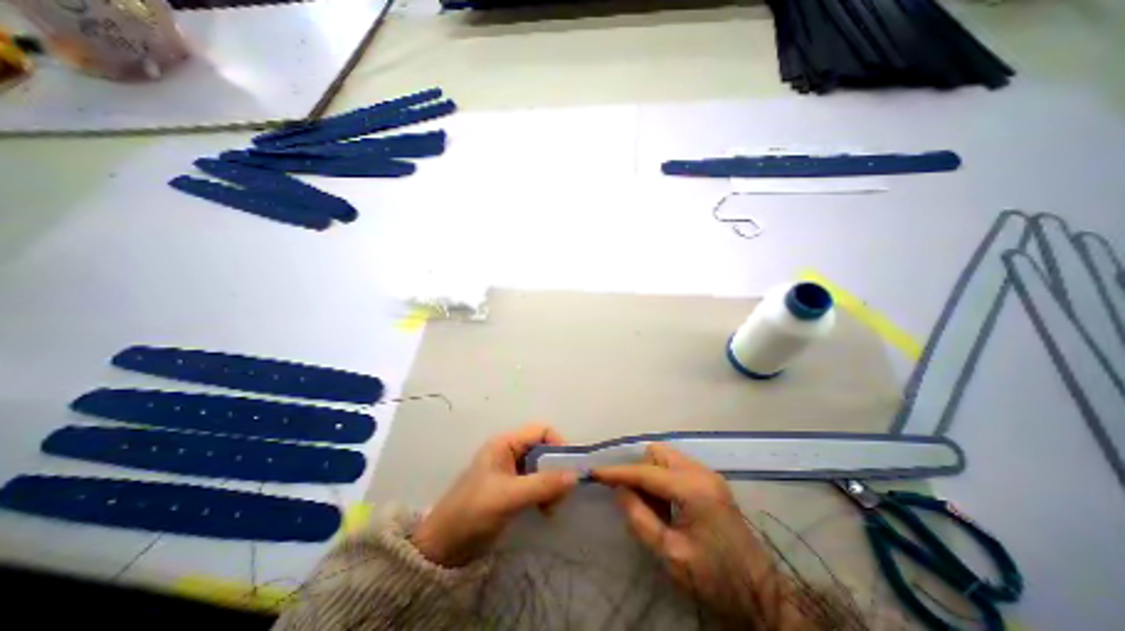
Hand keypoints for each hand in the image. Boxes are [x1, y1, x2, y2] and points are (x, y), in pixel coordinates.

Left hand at [410, 425, 574, 566]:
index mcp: (505, 443)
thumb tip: (575, 476)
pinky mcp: (512, 488)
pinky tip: (545, 510)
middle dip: (556, 469)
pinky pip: (537, 483)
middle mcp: (510, 452)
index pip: (541, 431)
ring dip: (552, 484)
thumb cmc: (473, 512)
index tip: (569, 467)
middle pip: (544, 449)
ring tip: (551, 507)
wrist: (444, 547)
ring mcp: (511, 471)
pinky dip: (545, 493)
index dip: (558, 444)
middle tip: (561, 493)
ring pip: (542, 467)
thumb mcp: (509, 496)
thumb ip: (542, 485)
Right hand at [598, 443, 784, 625]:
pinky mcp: (711, 481)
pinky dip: (665, 479)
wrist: (762, 595)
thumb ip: (640, 519)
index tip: (596, 473)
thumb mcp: (670, 555)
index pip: (646, 472)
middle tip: (636, 500)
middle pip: (657, 453)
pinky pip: (677, 467)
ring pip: (666, 457)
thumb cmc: (714, 579)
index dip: (618, 472)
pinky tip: (668, 505)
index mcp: (693, 489)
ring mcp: (709, 474)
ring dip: (652, 475)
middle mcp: (701, 472)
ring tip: (654, 507)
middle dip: (640, 471)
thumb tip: (620, 490)